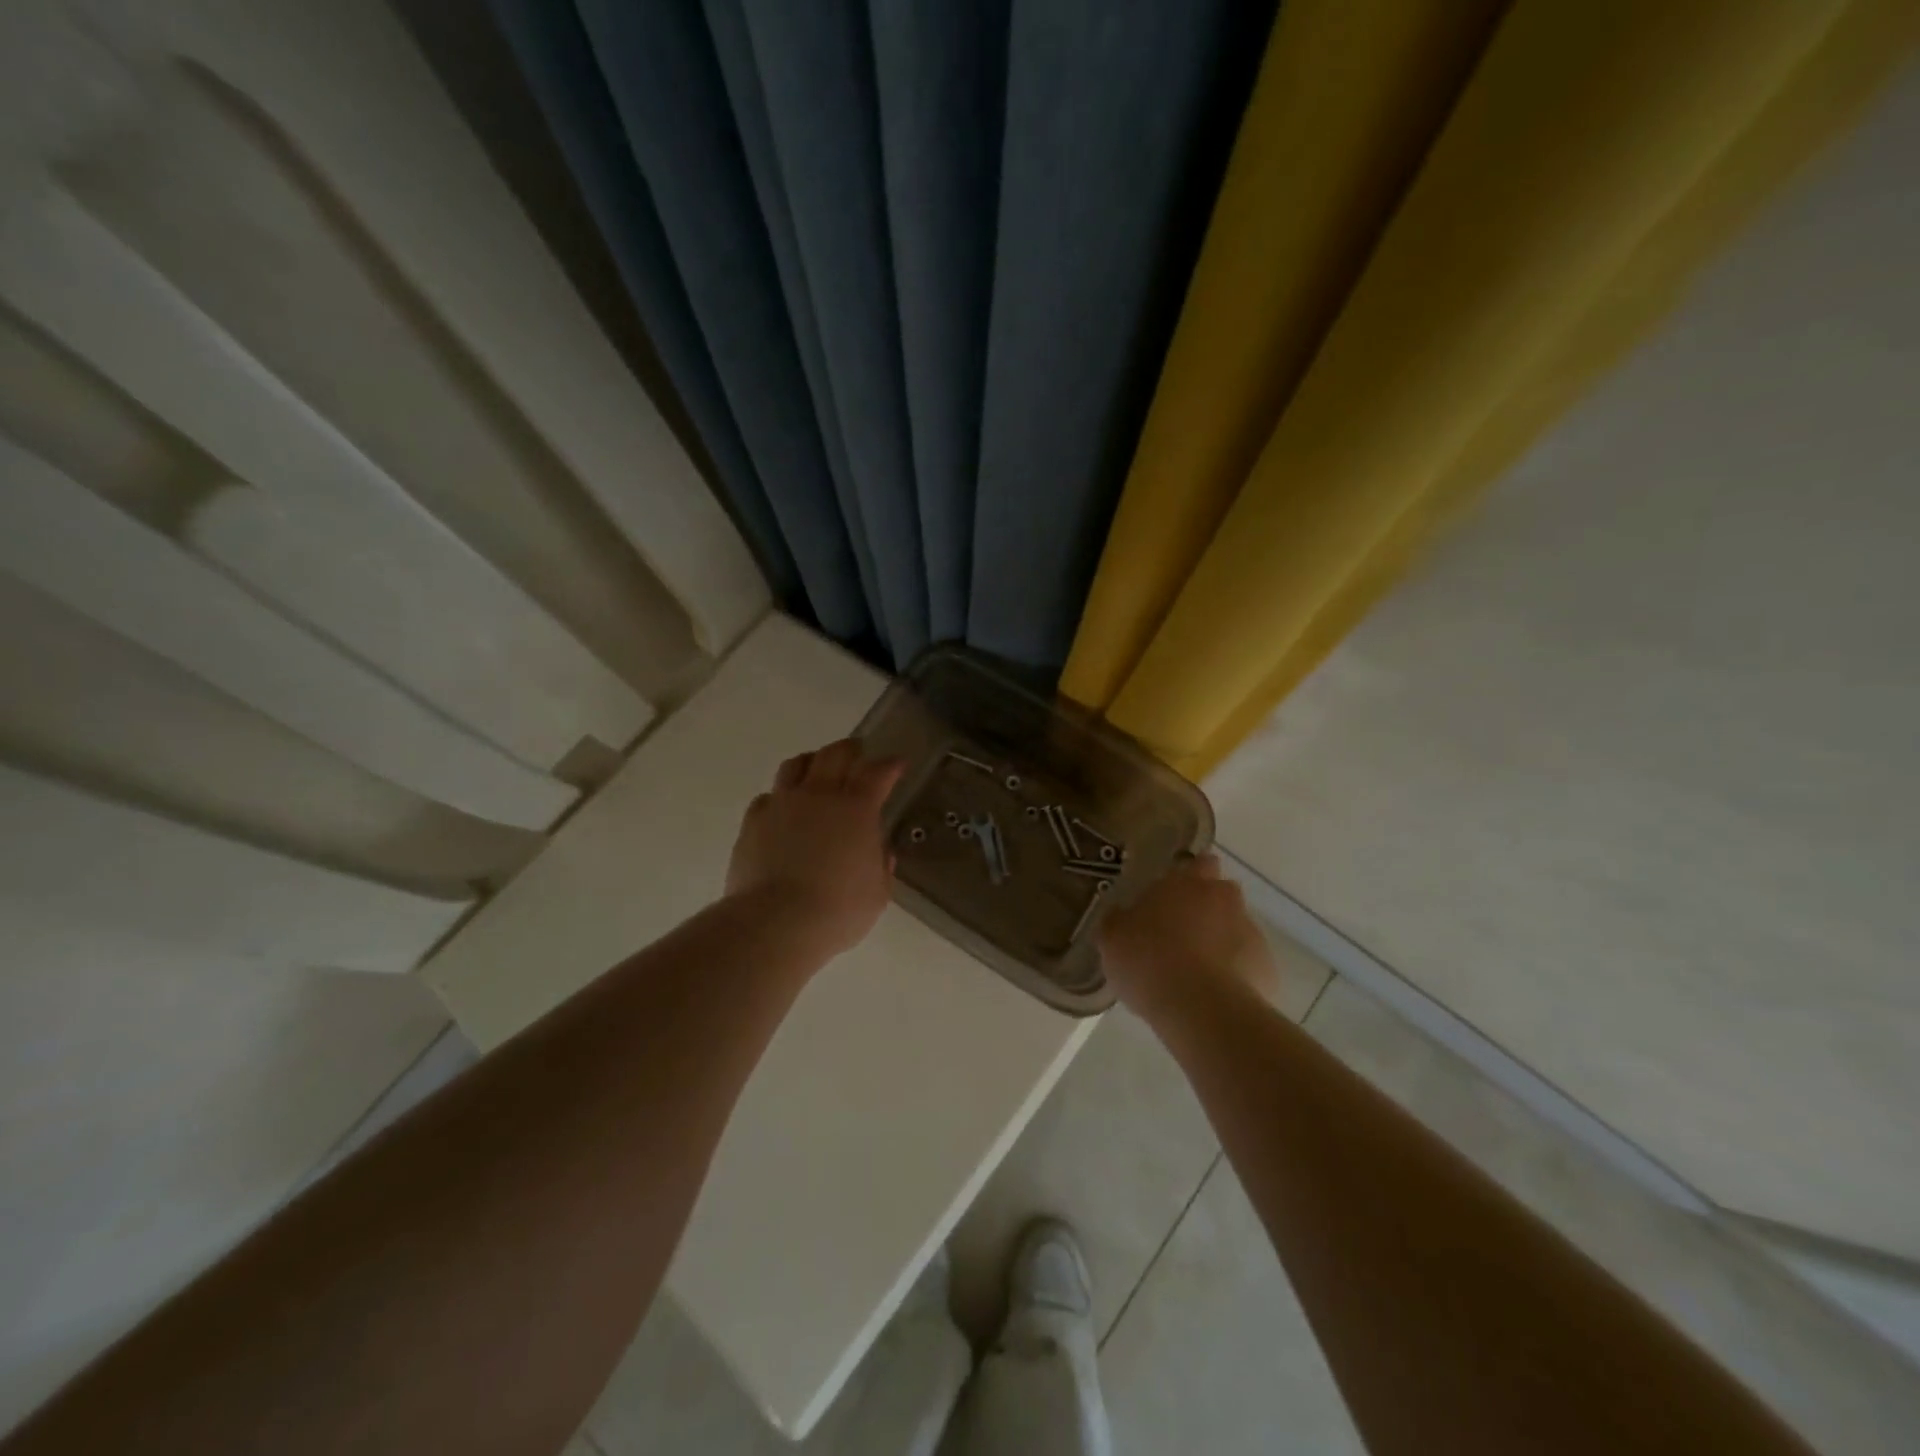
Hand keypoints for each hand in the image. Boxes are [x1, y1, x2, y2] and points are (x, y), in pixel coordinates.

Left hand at [727, 738, 904, 958]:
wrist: (775, 923)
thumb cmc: (838, 911)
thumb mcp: (877, 894)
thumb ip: (881, 866)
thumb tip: (881, 851)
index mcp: (856, 808)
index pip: (878, 772)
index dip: (890, 765)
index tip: (898, 764)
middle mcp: (819, 795)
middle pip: (834, 754)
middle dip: (851, 750)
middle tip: (858, 752)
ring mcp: (782, 804)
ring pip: (796, 765)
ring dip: (812, 762)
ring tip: (817, 769)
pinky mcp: (753, 822)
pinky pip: (768, 797)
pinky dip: (780, 797)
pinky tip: (783, 810)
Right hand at [1097, 855, 1276, 1024]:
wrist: (1201, 1009)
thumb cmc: (1149, 961)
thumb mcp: (1112, 938)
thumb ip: (1119, 920)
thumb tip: (1122, 916)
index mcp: (1185, 882)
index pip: (1197, 862)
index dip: (1189, 877)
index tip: (1173, 896)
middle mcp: (1223, 898)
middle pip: (1221, 894)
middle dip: (1206, 908)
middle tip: (1180, 934)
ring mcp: (1250, 931)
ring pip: (1235, 929)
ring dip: (1220, 942)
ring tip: (1194, 974)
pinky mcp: (1267, 967)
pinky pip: (1247, 964)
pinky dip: (1234, 974)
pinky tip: (1213, 996)